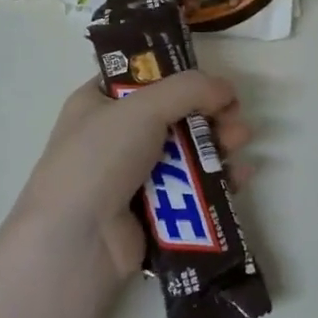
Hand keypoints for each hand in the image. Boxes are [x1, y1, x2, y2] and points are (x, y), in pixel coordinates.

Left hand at [14, 72, 251, 278]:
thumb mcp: (141, 108)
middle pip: (173, 114)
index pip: (141, 78)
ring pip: (187, 151)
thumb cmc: (100, 159)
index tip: (210, 81)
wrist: (77, 241)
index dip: (178, 75)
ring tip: (240, 141)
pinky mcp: (154, 211)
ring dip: (217, 142)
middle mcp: (114, 136)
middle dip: (208, 112)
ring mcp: (134, 176)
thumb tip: (225, 88)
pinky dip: (217, 179)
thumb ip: (188, 89)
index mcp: (98, 103)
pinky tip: (240, 174)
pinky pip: (193, 188)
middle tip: (234, 115)